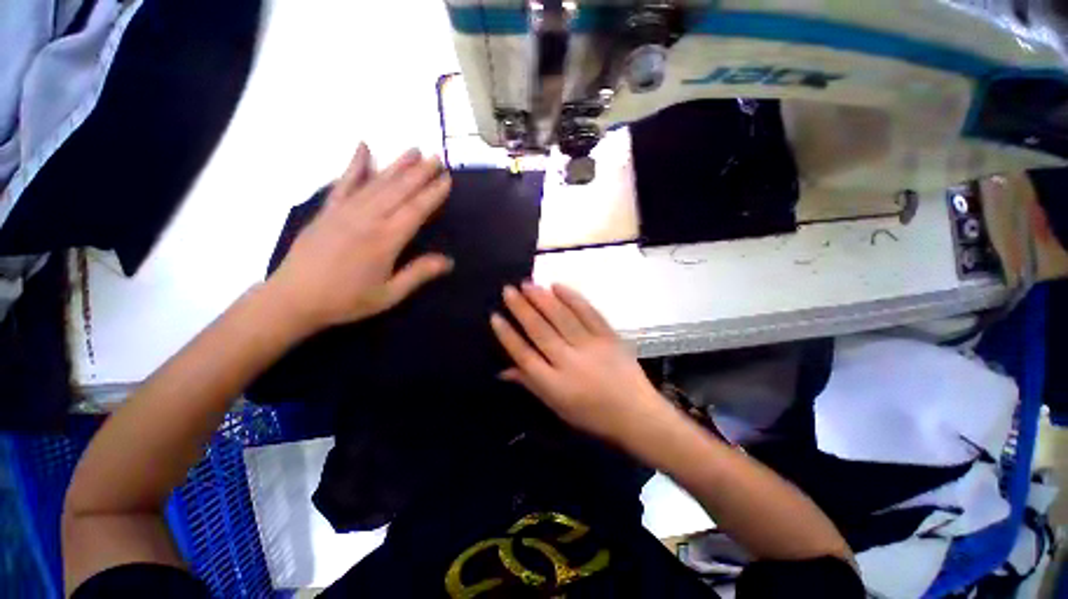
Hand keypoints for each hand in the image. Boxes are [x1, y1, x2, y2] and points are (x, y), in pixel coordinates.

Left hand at [268, 144, 452, 332]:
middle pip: (399, 190)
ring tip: (414, 150)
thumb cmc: (346, 300)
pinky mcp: (328, 210)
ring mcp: (345, 211)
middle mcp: (367, 219)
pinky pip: (343, 182)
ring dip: (397, 165)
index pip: (416, 210)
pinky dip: (354, 164)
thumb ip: (418, 274)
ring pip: (376, 182)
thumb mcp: (389, 295)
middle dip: (420, 173)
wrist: (294, 298)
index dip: (433, 193)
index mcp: (386, 240)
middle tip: (436, 157)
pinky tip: (363, 147)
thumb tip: (448, 261)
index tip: (446, 178)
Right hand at [490, 283, 668, 441]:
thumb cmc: (593, 416)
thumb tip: (503, 370)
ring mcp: (591, 346)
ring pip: (562, 317)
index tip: (495, 316)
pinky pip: (588, 312)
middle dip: (521, 308)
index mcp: (555, 384)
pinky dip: (572, 297)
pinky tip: (557, 286)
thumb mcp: (557, 407)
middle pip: (540, 330)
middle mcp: (570, 362)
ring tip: (527, 284)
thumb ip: (530, 384)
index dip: (508, 335)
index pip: (524, 355)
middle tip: (508, 290)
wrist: (637, 414)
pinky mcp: (609, 336)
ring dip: (542, 298)